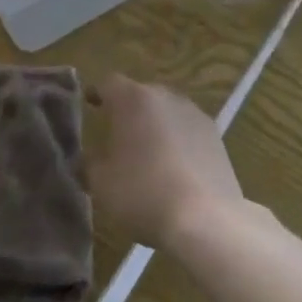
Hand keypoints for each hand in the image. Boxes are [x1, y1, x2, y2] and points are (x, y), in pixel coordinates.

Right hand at [87, 74, 243, 252]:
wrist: (205, 217)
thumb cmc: (143, 194)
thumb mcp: (101, 184)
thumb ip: (89, 164)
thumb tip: (87, 157)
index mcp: (133, 99)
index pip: (108, 83)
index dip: (97, 93)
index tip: (89, 104)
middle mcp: (164, 95)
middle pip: (140, 94)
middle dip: (128, 110)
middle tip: (117, 134)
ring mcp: (193, 111)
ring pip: (166, 110)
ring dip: (155, 124)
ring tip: (147, 152)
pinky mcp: (214, 132)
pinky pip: (186, 128)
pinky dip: (177, 139)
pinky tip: (175, 166)